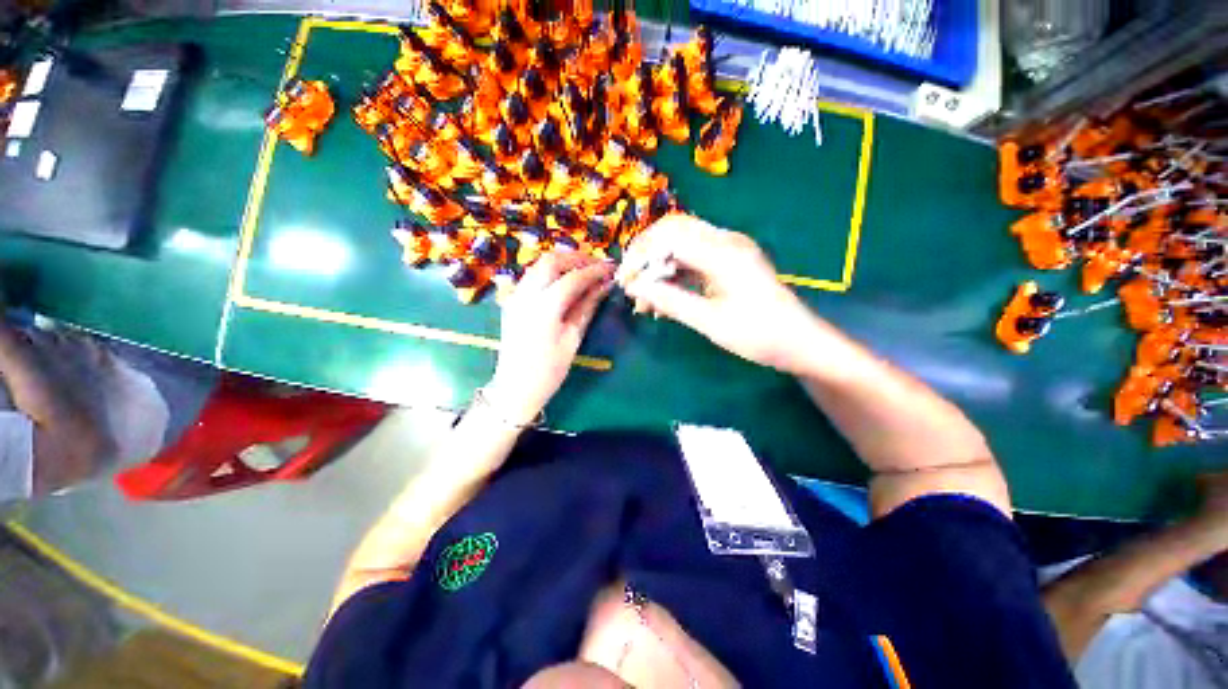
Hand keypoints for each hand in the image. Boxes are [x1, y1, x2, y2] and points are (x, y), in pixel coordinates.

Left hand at [486, 251, 614, 423]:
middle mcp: (526, 295)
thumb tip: (604, 286)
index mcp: (544, 308)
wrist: (515, 387)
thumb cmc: (549, 370)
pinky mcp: (512, 300)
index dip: (594, 271)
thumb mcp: (573, 339)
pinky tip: (564, 280)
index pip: (573, 278)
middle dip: (577, 258)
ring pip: (539, 264)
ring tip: (584, 270)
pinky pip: (532, 275)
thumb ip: (587, 307)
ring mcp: (515, 296)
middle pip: (552, 261)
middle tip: (598, 265)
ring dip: (563, 261)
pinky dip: (551, 271)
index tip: (611, 269)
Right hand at [618, 214, 829, 373]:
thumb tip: (635, 288)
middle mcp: (725, 241)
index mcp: (724, 253)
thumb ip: (671, 301)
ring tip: (644, 300)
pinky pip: (691, 259)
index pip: (670, 237)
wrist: (799, 341)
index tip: (625, 283)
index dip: (641, 256)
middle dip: (646, 255)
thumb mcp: (711, 323)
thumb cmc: (759, 335)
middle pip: (673, 231)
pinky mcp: (727, 262)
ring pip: (680, 244)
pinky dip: (673, 275)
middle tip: (630, 284)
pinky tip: (662, 299)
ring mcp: (727, 250)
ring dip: (658, 267)